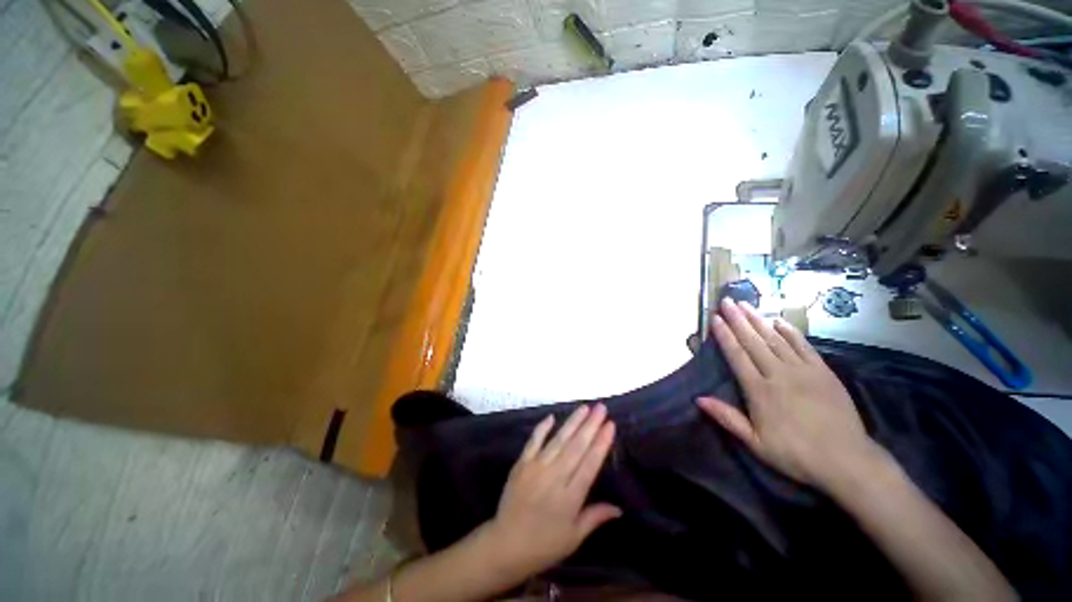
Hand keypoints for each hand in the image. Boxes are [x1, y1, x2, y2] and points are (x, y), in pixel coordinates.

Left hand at [485, 404, 620, 579]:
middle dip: (591, 425)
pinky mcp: (521, 464)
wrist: (506, 544)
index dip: (601, 443)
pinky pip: (533, 441)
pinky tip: (551, 416)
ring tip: (585, 408)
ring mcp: (536, 467)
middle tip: (601, 408)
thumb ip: (595, 517)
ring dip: (572, 422)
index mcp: (570, 497)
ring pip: (558, 440)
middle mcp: (554, 477)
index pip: (590, 464)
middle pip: (576, 447)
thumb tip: (619, 508)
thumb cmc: (544, 545)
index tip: (610, 425)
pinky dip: (542, 428)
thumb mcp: (573, 537)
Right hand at [697, 298, 879, 489]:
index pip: (737, 356)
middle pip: (754, 341)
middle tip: (726, 301)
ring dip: (759, 320)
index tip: (715, 318)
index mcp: (759, 391)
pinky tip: (779, 320)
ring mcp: (803, 371)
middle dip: (738, 319)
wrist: (846, 460)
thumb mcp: (755, 443)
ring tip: (745, 304)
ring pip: (776, 339)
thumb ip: (727, 418)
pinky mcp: (823, 372)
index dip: (724, 335)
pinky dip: (790, 331)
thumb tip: (699, 399)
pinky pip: (804, 346)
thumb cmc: (795, 454)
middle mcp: (779, 374)